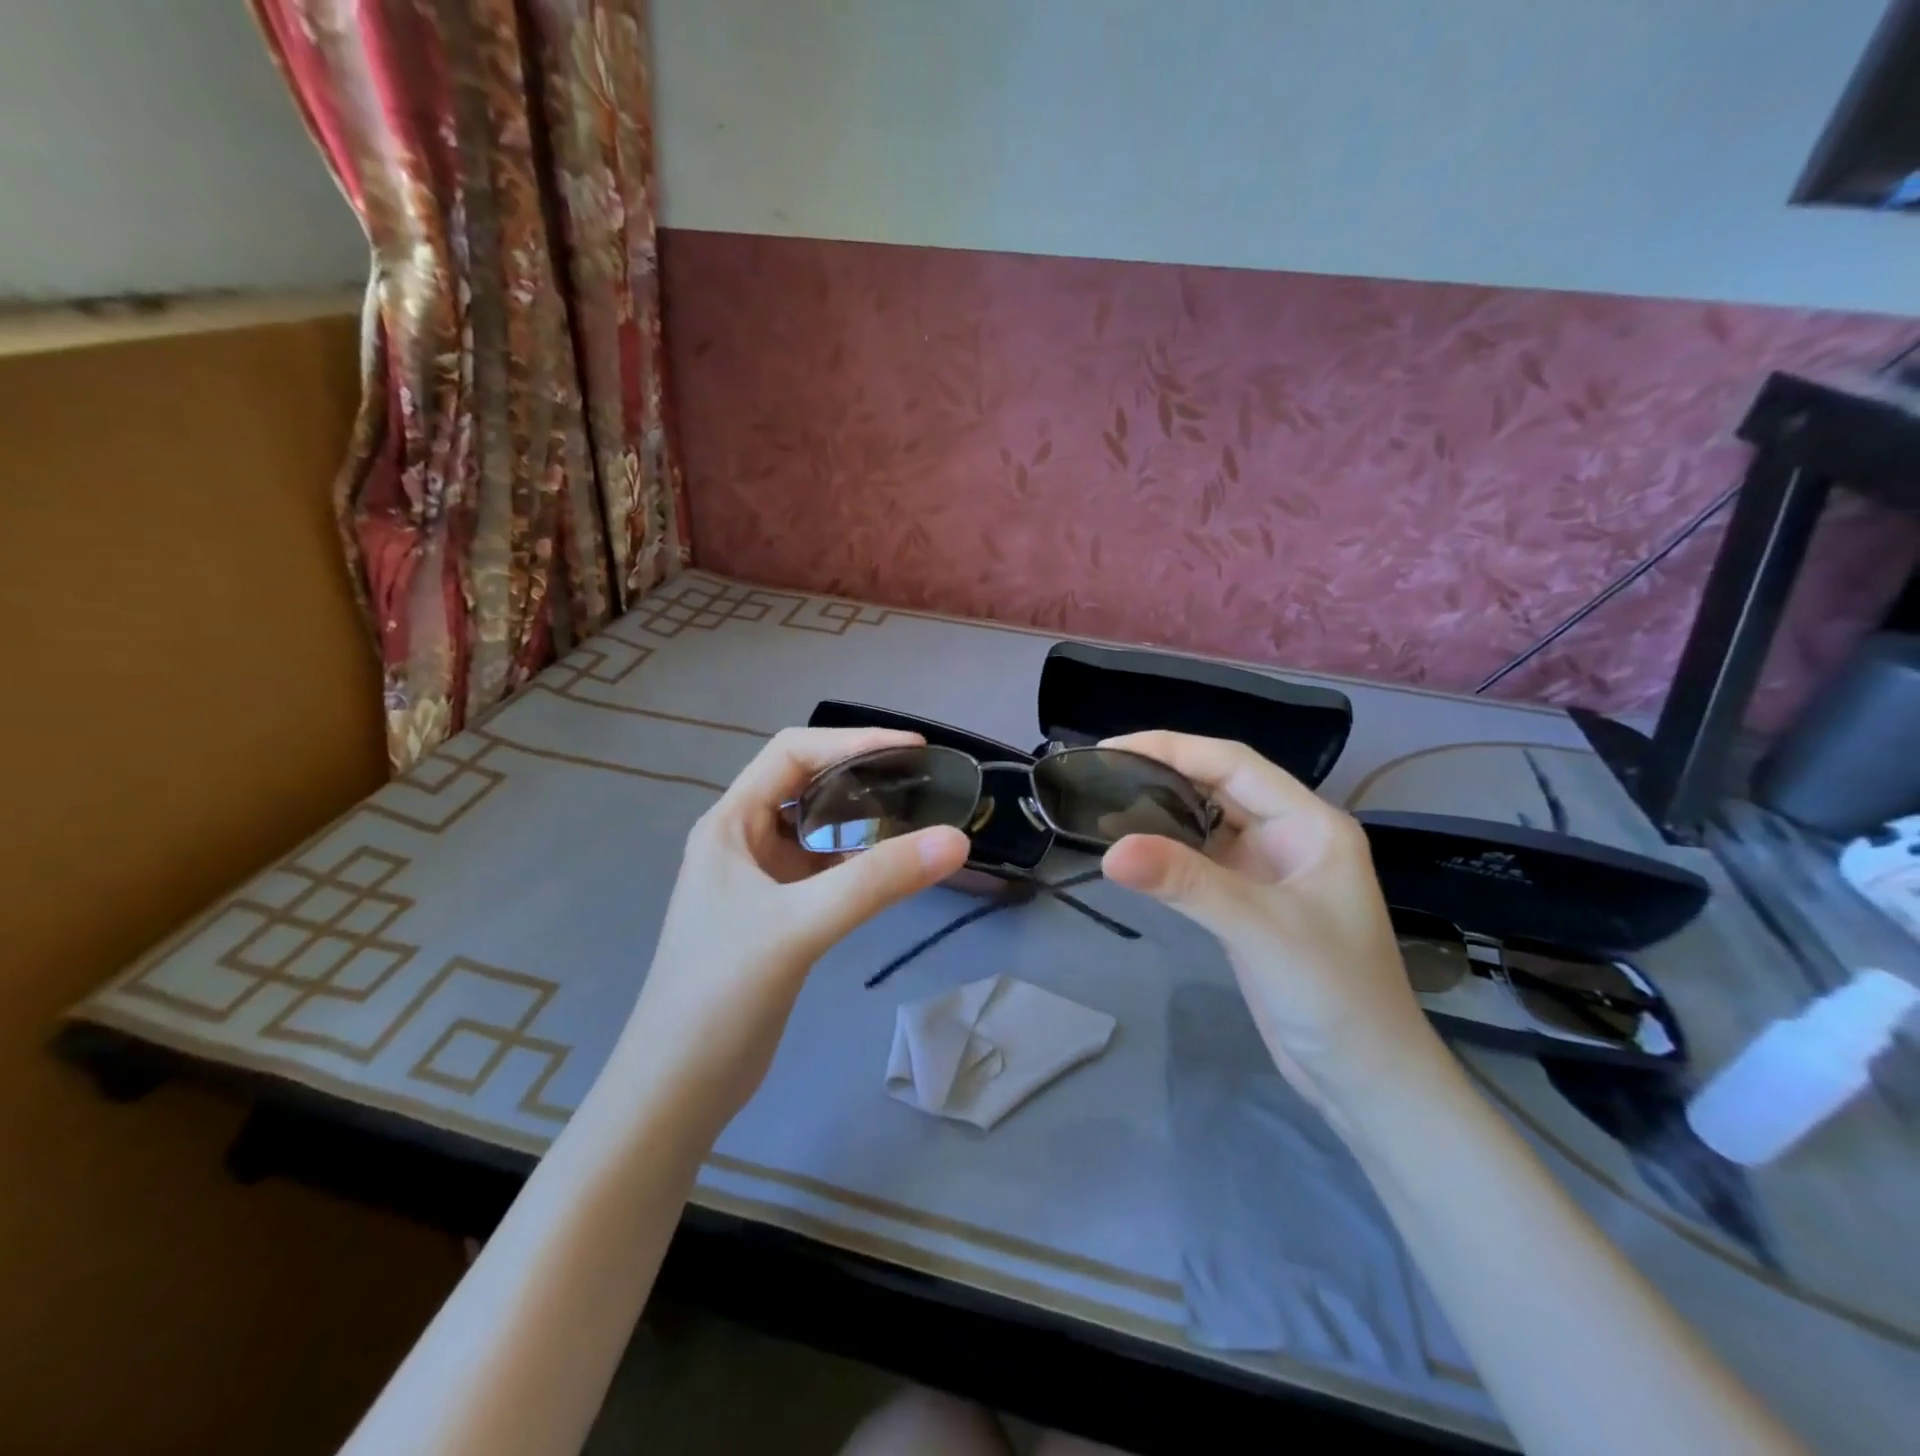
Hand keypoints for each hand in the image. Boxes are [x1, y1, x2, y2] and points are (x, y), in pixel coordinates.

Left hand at [615, 728, 969, 1129]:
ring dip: (862, 820)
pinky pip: (824, 871)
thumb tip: (957, 840)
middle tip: (923, 783)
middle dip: (861, 775)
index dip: (852, 740)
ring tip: (918, 818)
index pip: (792, 753)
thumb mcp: (800, 926)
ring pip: (818, 830)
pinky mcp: (776, 917)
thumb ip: (878, 881)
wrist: (678, 1087)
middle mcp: (742, 842)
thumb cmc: (721, 993)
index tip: (913, 750)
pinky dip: (859, 861)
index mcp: (730, 824)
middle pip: (807, 785)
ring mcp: (758, 881)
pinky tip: (893, 870)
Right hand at [1098, 731, 1445, 1119]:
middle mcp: (1289, 836)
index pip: (1234, 764)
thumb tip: (1110, 850)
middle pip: (1218, 786)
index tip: (1111, 749)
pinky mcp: (1249, 904)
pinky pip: (1201, 861)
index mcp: (1309, 823)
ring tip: (1105, 802)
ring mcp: (1268, 871)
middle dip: (1162, 773)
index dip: (1172, 748)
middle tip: (1098, 774)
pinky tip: (1133, 850)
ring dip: (1161, 810)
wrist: (1365, 1079)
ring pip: (1207, 823)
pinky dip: (1167, 851)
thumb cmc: (1333, 995)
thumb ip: (1187, 884)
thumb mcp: (1260, 930)